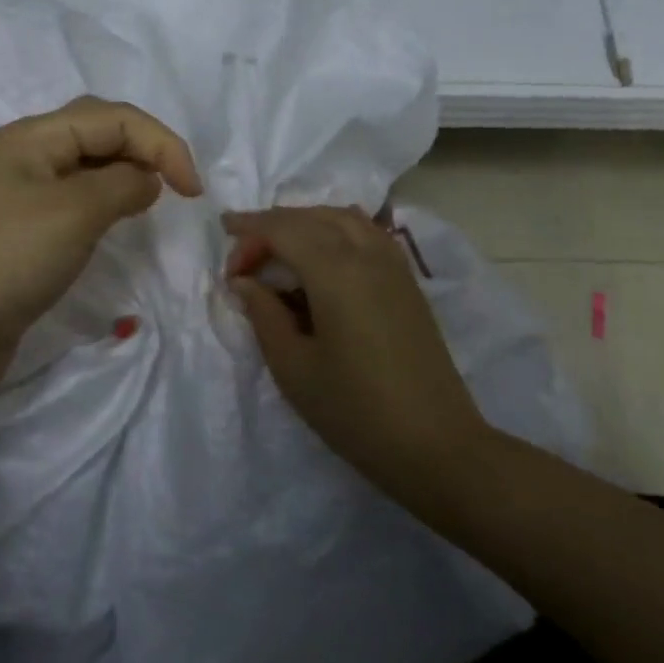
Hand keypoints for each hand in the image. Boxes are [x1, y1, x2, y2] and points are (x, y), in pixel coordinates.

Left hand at [0, 95, 203, 397]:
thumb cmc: (5, 258)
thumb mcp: (74, 211)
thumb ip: (122, 184)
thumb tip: (145, 179)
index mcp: (31, 136)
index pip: (112, 117)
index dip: (161, 143)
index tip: (194, 192)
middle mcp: (22, 158)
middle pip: (96, 133)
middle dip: (142, 149)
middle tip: (175, 188)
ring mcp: (16, 200)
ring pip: (84, 171)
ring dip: (122, 177)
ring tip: (150, 204)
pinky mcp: (17, 240)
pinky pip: (70, 208)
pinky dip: (101, 209)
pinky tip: (113, 228)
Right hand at [223, 206, 484, 499]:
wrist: (436, 445)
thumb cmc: (355, 411)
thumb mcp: (294, 368)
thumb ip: (264, 315)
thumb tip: (244, 282)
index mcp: (336, 271)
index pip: (283, 229)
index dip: (249, 234)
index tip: (226, 260)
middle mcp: (367, 254)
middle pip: (311, 217)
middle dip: (272, 226)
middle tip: (244, 256)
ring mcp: (394, 265)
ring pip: (343, 218)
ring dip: (305, 222)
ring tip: (278, 247)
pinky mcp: (408, 282)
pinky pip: (367, 233)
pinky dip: (336, 229)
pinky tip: (323, 256)